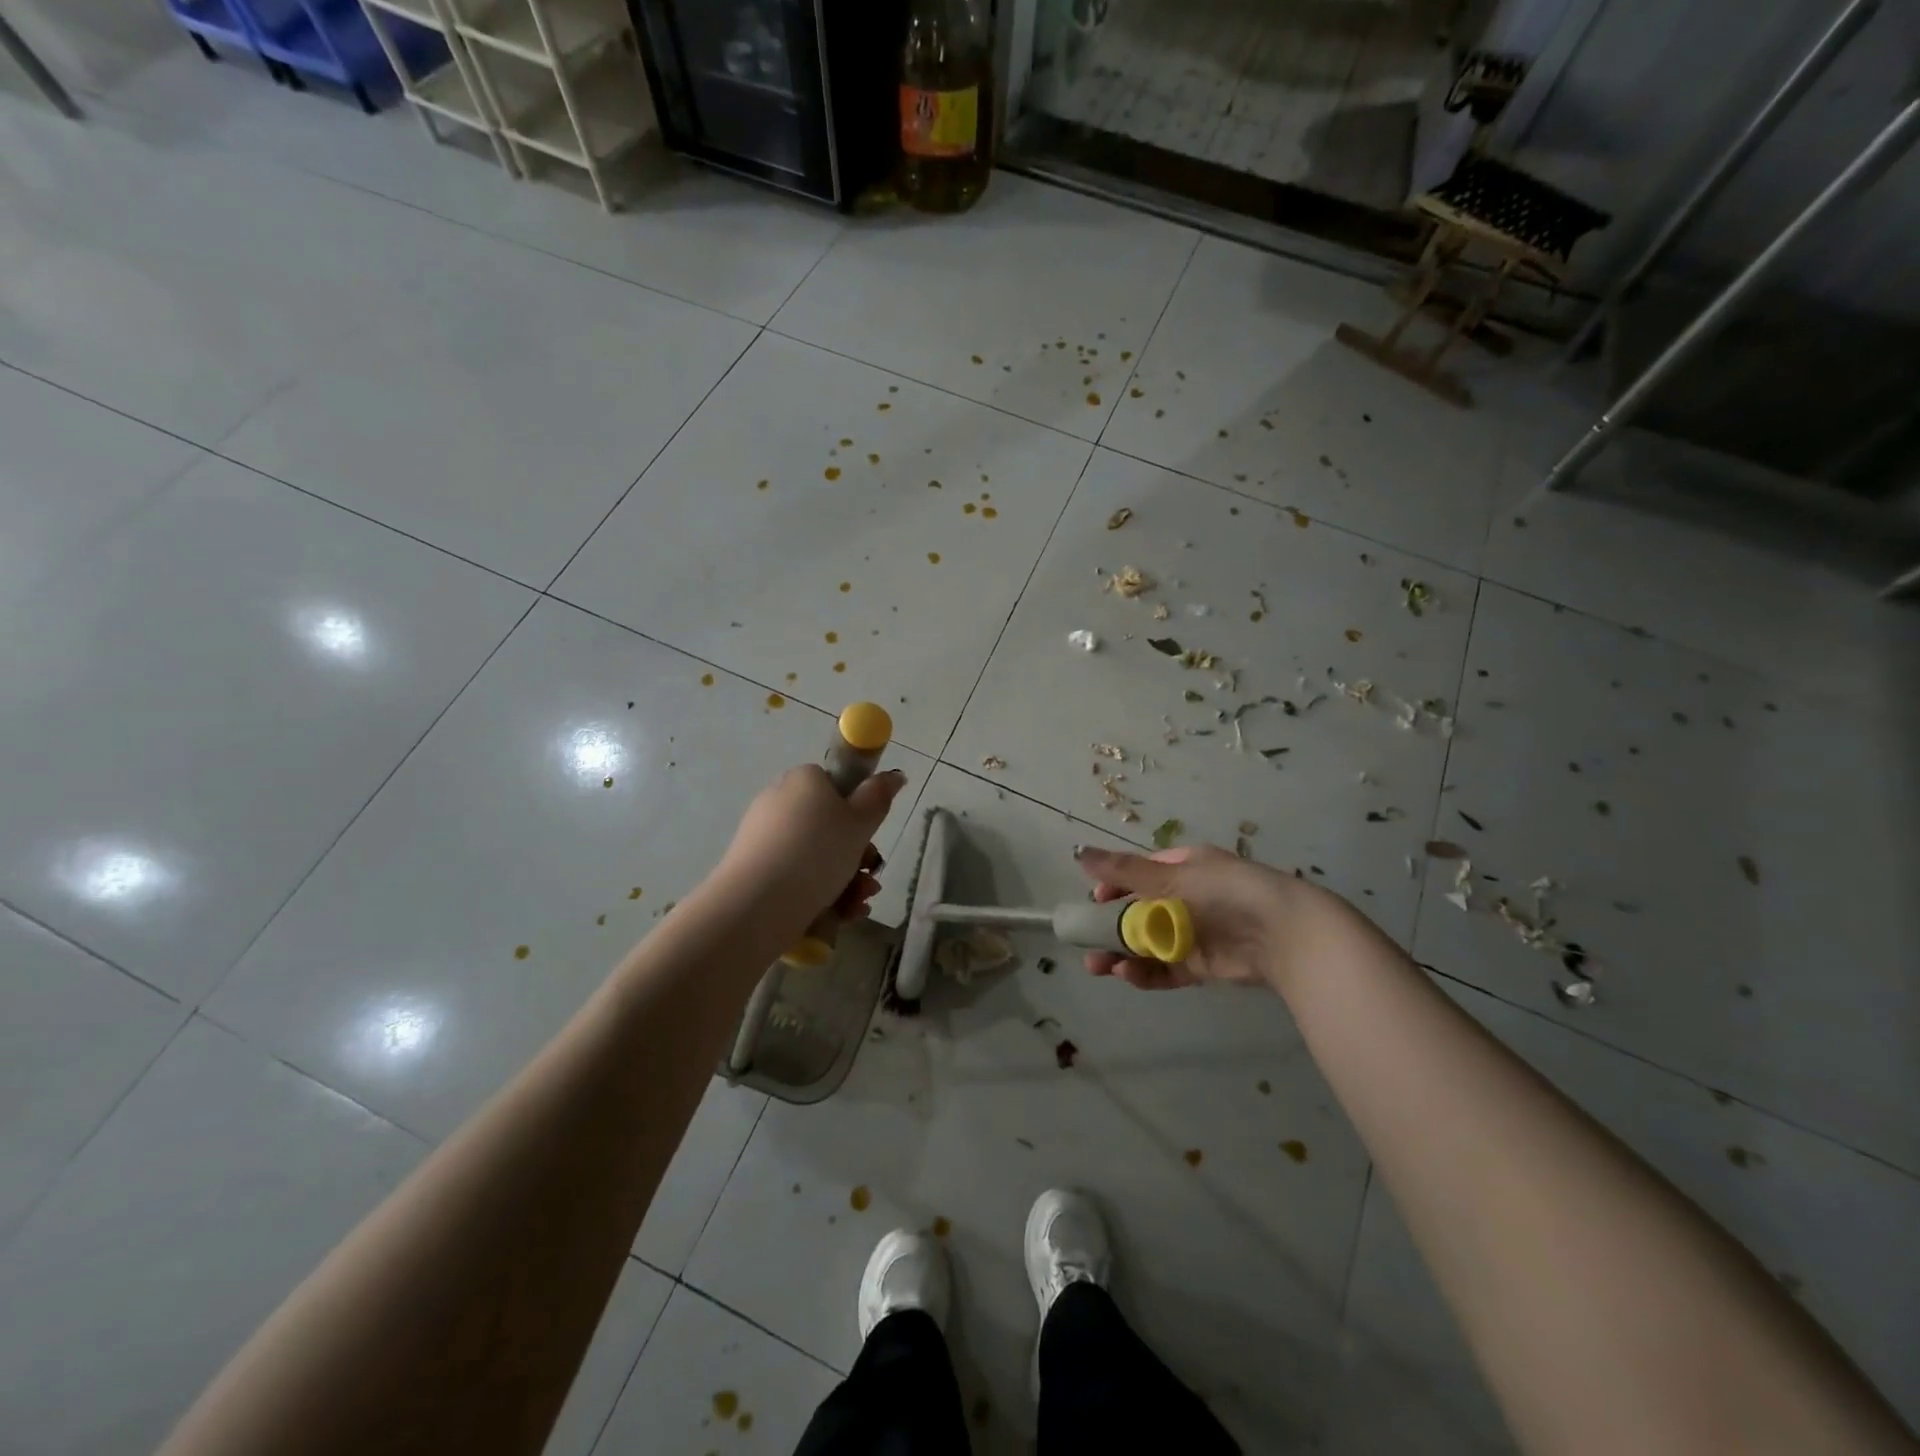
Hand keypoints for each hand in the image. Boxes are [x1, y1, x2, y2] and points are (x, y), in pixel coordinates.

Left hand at [714, 764, 908, 931]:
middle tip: (871, 878)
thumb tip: (895, 774)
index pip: (836, 787)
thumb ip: (879, 797)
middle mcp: (780, 801)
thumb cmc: (817, 853)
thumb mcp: (860, 823)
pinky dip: (819, 891)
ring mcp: (763, 836)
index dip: (858, 813)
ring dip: (846, 879)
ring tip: (858, 904)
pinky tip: (840, 914)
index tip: (871, 840)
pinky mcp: (753, 868)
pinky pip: (795, 874)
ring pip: (815, 855)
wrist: (757, 903)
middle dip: (857, 856)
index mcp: (804, 780)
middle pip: (829, 826)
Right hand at [1074, 843, 1327, 990]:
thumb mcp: (1171, 876)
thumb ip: (1123, 870)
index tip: (1093, 902)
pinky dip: (1145, 973)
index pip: (1139, 874)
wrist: (1283, 935)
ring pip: (1148, 944)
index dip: (1113, 887)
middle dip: (1110, 928)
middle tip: (1086, 943)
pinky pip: (1166, 968)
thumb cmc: (1224, 892)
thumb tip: (1078, 851)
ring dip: (1121, 954)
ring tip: (1099, 966)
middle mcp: (1186, 899)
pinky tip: (1127, 975)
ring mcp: (1194, 933)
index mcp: (1182, 868)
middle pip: (1139, 912)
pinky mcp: (1202, 965)